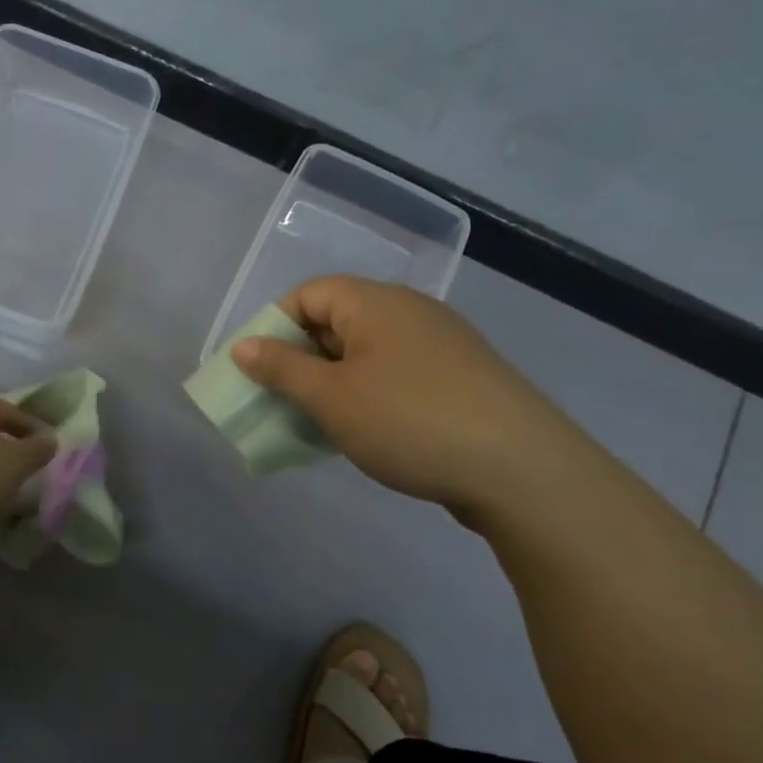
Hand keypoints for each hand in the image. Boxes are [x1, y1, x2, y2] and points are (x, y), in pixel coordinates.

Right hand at [231, 276, 590, 517]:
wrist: (520, 468)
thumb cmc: (408, 421)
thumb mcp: (331, 397)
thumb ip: (281, 369)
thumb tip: (243, 346)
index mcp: (375, 303)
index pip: (309, 294)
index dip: (274, 327)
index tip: (258, 371)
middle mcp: (409, 312)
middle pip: (336, 322)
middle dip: (299, 361)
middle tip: (280, 403)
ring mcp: (439, 345)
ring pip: (365, 353)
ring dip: (331, 384)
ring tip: (316, 424)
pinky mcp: (458, 378)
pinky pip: (394, 375)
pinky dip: (366, 396)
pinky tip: (363, 433)